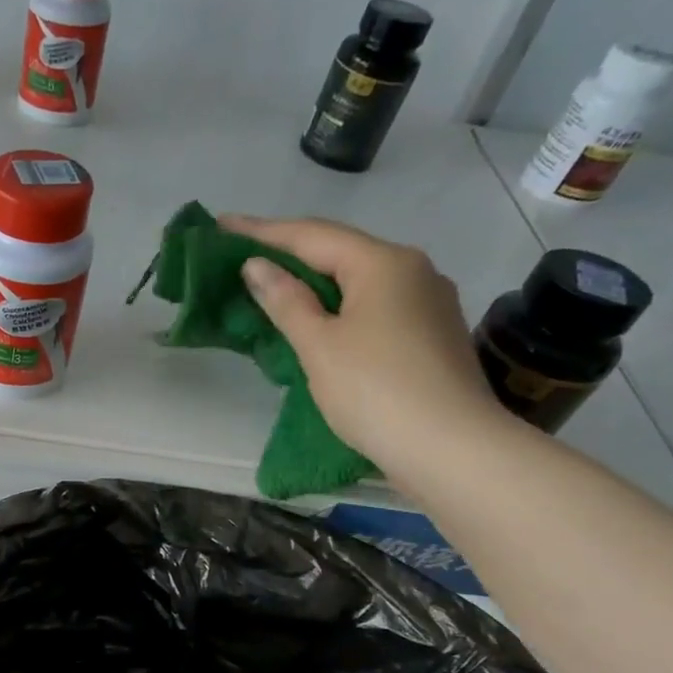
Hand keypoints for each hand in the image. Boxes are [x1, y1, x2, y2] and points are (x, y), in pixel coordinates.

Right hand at [221, 214, 508, 485]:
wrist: (451, 448)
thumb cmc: (375, 391)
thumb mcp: (320, 345)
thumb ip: (286, 301)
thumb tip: (257, 266)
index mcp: (383, 263)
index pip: (311, 235)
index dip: (262, 231)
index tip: (221, 224)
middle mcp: (413, 270)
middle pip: (340, 253)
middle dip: (290, 254)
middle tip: (242, 256)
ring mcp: (428, 302)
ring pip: (359, 281)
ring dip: (314, 283)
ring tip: (273, 288)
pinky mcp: (431, 335)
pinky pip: (375, 306)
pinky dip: (339, 307)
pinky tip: (319, 321)